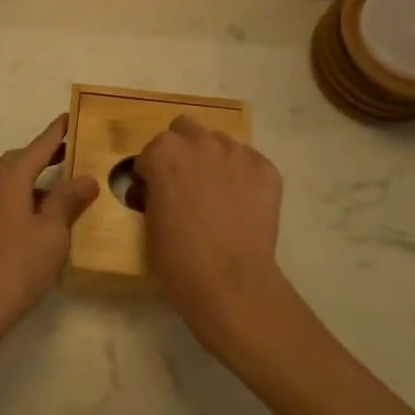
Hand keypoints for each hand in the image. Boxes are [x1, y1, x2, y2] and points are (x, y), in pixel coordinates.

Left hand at [0, 115, 98, 344]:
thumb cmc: (17, 265)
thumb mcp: (53, 232)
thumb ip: (69, 201)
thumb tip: (85, 177)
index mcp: (11, 178)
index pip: (39, 146)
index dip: (56, 132)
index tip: (70, 116)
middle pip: (20, 162)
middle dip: (44, 155)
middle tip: (69, 153)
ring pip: (10, 185)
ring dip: (33, 182)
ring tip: (58, 190)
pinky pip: (3, 206)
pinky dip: (22, 203)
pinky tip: (34, 224)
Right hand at [136, 116, 289, 357]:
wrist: (231, 284)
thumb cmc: (178, 259)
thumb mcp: (149, 221)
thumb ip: (152, 192)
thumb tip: (157, 188)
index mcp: (164, 152)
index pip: (151, 152)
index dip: (152, 174)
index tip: (156, 195)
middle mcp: (199, 141)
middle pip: (185, 130)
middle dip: (182, 151)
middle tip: (185, 184)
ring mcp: (236, 152)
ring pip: (219, 143)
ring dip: (213, 160)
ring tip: (218, 196)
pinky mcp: (265, 168)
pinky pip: (249, 162)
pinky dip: (243, 177)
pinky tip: (243, 205)